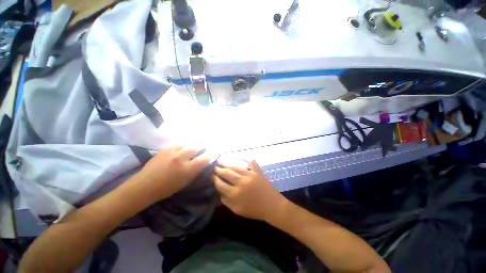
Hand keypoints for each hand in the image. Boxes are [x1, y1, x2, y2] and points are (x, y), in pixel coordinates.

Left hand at [134, 145, 213, 202]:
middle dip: (203, 144)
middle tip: (206, 144)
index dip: (212, 153)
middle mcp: (181, 158)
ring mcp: (172, 152)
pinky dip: (184, 144)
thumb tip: (203, 162)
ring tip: (195, 144)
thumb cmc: (166, 188)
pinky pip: (178, 144)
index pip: (204, 158)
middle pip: (196, 146)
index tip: (216, 149)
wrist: (144, 186)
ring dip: (193, 143)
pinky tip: (184, 145)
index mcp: (187, 170)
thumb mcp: (185, 182)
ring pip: (187, 143)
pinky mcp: (165, 149)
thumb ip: (195, 171)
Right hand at [213, 158, 285, 220]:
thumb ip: (226, 201)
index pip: (220, 184)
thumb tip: (218, 191)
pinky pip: (251, 162)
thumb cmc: (254, 209)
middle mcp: (241, 182)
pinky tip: (239, 156)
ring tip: (221, 160)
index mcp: (235, 194)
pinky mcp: (257, 171)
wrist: (271, 205)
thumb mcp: (237, 210)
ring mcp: (250, 175)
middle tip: (214, 166)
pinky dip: (245, 158)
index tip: (211, 175)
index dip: (214, 179)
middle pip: (226, 173)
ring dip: (227, 163)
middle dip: (218, 169)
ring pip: (236, 166)